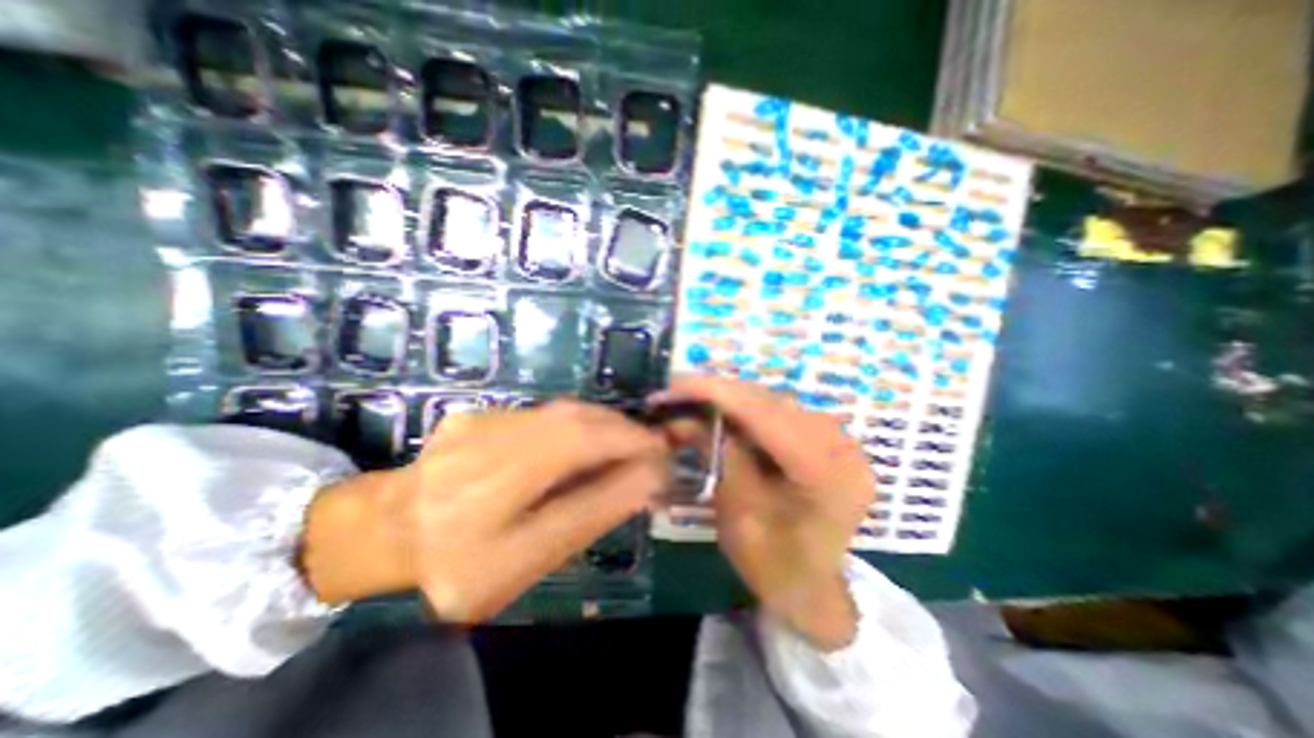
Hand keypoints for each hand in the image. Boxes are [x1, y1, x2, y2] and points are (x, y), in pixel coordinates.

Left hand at [297, 401, 668, 618]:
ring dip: (604, 424)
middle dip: (621, 430)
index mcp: (480, 507)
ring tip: (627, 442)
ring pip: (560, 413)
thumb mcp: (526, 562)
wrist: (390, 529)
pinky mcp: (477, 413)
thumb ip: (587, 517)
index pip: (571, 457)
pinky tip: (588, 439)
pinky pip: (544, 413)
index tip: (661, 451)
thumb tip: (646, 478)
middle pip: (569, 424)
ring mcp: (475, 424)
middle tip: (651, 445)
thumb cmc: (460, 565)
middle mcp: (475, 454)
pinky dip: (579, 423)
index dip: (624, 446)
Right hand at [656, 378, 869, 648]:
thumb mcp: (739, 513)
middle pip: (770, 402)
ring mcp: (838, 438)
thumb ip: (721, 456)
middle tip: (676, 392)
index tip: (675, 384)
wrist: (813, 591)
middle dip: (718, 393)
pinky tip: (720, 413)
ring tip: (692, 400)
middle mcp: (841, 444)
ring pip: (773, 402)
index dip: (717, 393)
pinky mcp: (826, 439)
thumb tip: (690, 414)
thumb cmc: (775, 566)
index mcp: (827, 471)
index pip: (766, 415)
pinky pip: (779, 413)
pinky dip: (745, 410)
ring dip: (730, 399)